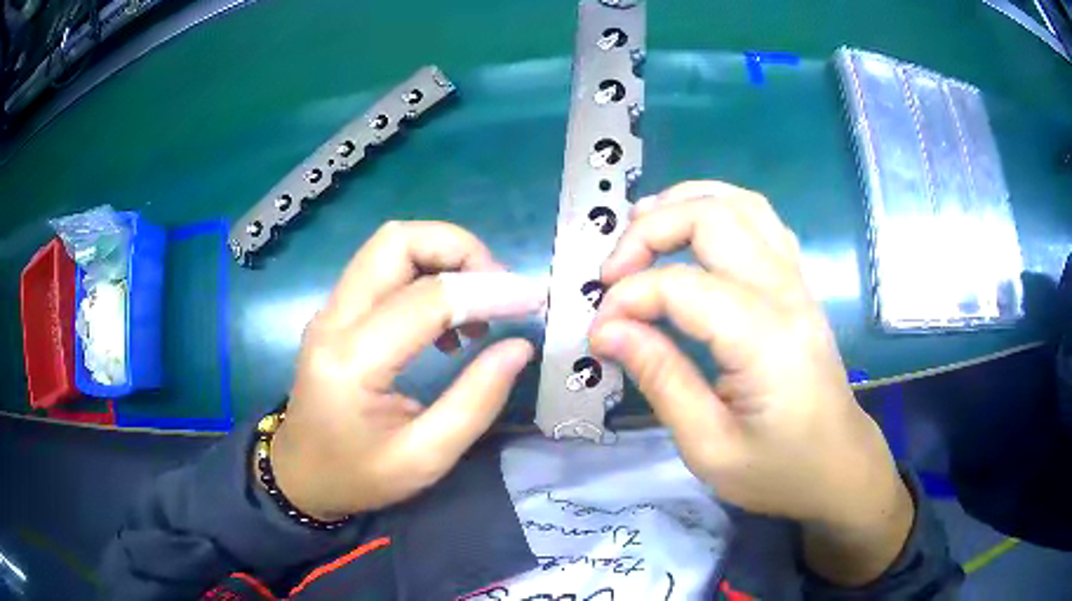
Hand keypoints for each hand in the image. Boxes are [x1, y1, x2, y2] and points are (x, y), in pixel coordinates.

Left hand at [268, 221, 536, 520]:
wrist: (300, 476)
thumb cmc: (358, 476)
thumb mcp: (424, 458)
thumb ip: (475, 401)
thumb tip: (519, 346)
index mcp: (352, 361)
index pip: (427, 298)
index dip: (488, 290)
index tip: (533, 300)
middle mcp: (334, 320)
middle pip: (397, 240)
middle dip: (459, 248)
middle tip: (499, 288)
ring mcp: (330, 310)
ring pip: (390, 246)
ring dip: (443, 257)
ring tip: (478, 307)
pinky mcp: (336, 312)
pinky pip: (384, 268)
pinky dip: (426, 274)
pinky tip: (446, 323)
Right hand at [590, 181, 912, 584]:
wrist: (839, 467)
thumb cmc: (778, 470)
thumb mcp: (709, 447)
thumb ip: (660, 380)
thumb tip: (607, 330)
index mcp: (765, 340)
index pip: (682, 287)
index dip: (628, 300)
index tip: (599, 333)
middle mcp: (785, 294)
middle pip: (713, 217)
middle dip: (649, 230)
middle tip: (612, 272)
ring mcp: (797, 282)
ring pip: (741, 203)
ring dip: (684, 204)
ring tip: (642, 230)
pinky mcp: (799, 284)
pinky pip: (760, 221)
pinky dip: (717, 210)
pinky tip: (693, 236)